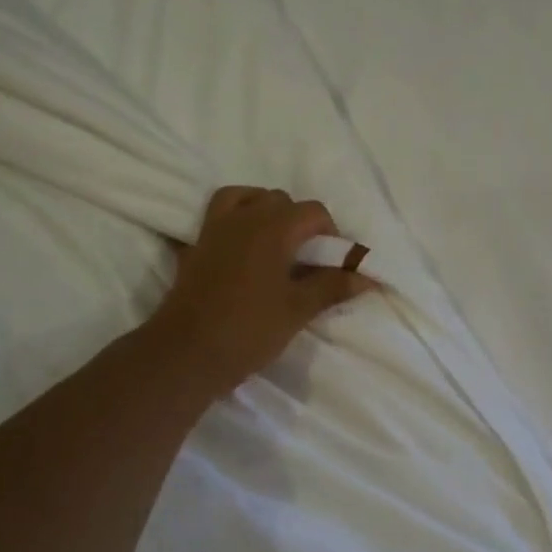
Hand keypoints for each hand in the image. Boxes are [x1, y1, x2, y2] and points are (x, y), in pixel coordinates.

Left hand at [149, 186, 376, 397]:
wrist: (185, 353)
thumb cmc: (248, 330)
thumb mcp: (297, 310)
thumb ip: (332, 286)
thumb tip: (366, 276)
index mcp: (272, 227)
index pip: (312, 211)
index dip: (329, 233)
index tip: (332, 263)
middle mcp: (242, 218)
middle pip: (278, 199)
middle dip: (298, 221)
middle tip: (306, 258)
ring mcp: (213, 230)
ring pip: (244, 198)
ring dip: (263, 211)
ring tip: (274, 245)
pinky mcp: (194, 247)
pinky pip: (217, 218)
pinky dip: (234, 223)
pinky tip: (241, 252)